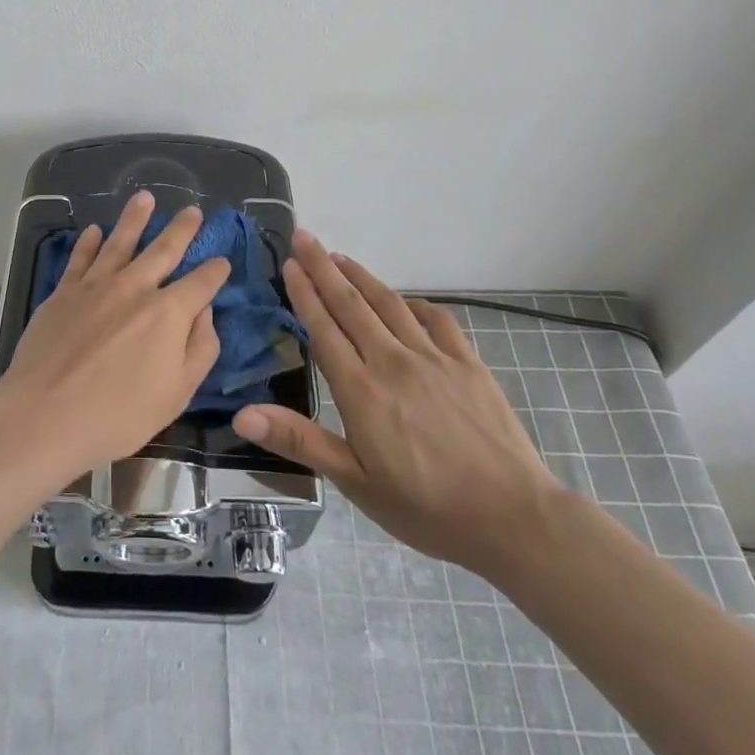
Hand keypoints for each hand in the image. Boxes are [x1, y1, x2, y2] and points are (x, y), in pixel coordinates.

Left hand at [0, 192, 231, 485]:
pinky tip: (95, 230)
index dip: (216, 270)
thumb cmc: (118, 416)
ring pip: (120, 241)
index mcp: (169, 313)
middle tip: (193, 211)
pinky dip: (90, 242)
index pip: (202, 283)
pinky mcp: (64, 292)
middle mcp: (135, 288)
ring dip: (135, 218)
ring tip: (145, 197)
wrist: (44, 414)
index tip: (222, 262)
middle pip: (164, 250)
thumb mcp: (177, 394)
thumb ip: (200, 349)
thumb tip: (205, 312)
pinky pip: (80, 258)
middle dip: (182, 229)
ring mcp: (96, 285)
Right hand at [232, 230, 564, 575]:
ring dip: (361, 276)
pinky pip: (434, 319)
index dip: (304, 293)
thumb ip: (299, 441)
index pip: (323, 329)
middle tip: (304, 237)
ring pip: (389, 304)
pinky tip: (402, 300)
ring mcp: (433, 358)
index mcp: (361, 390)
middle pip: (351, 304)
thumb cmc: (425, 507)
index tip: (289, 264)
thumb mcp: (355, 482)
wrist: (512, 517)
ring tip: (339, 257)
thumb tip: (242, 414)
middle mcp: (393, 361)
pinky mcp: (467, 363)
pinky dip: (412, 303)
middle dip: (324, 268)